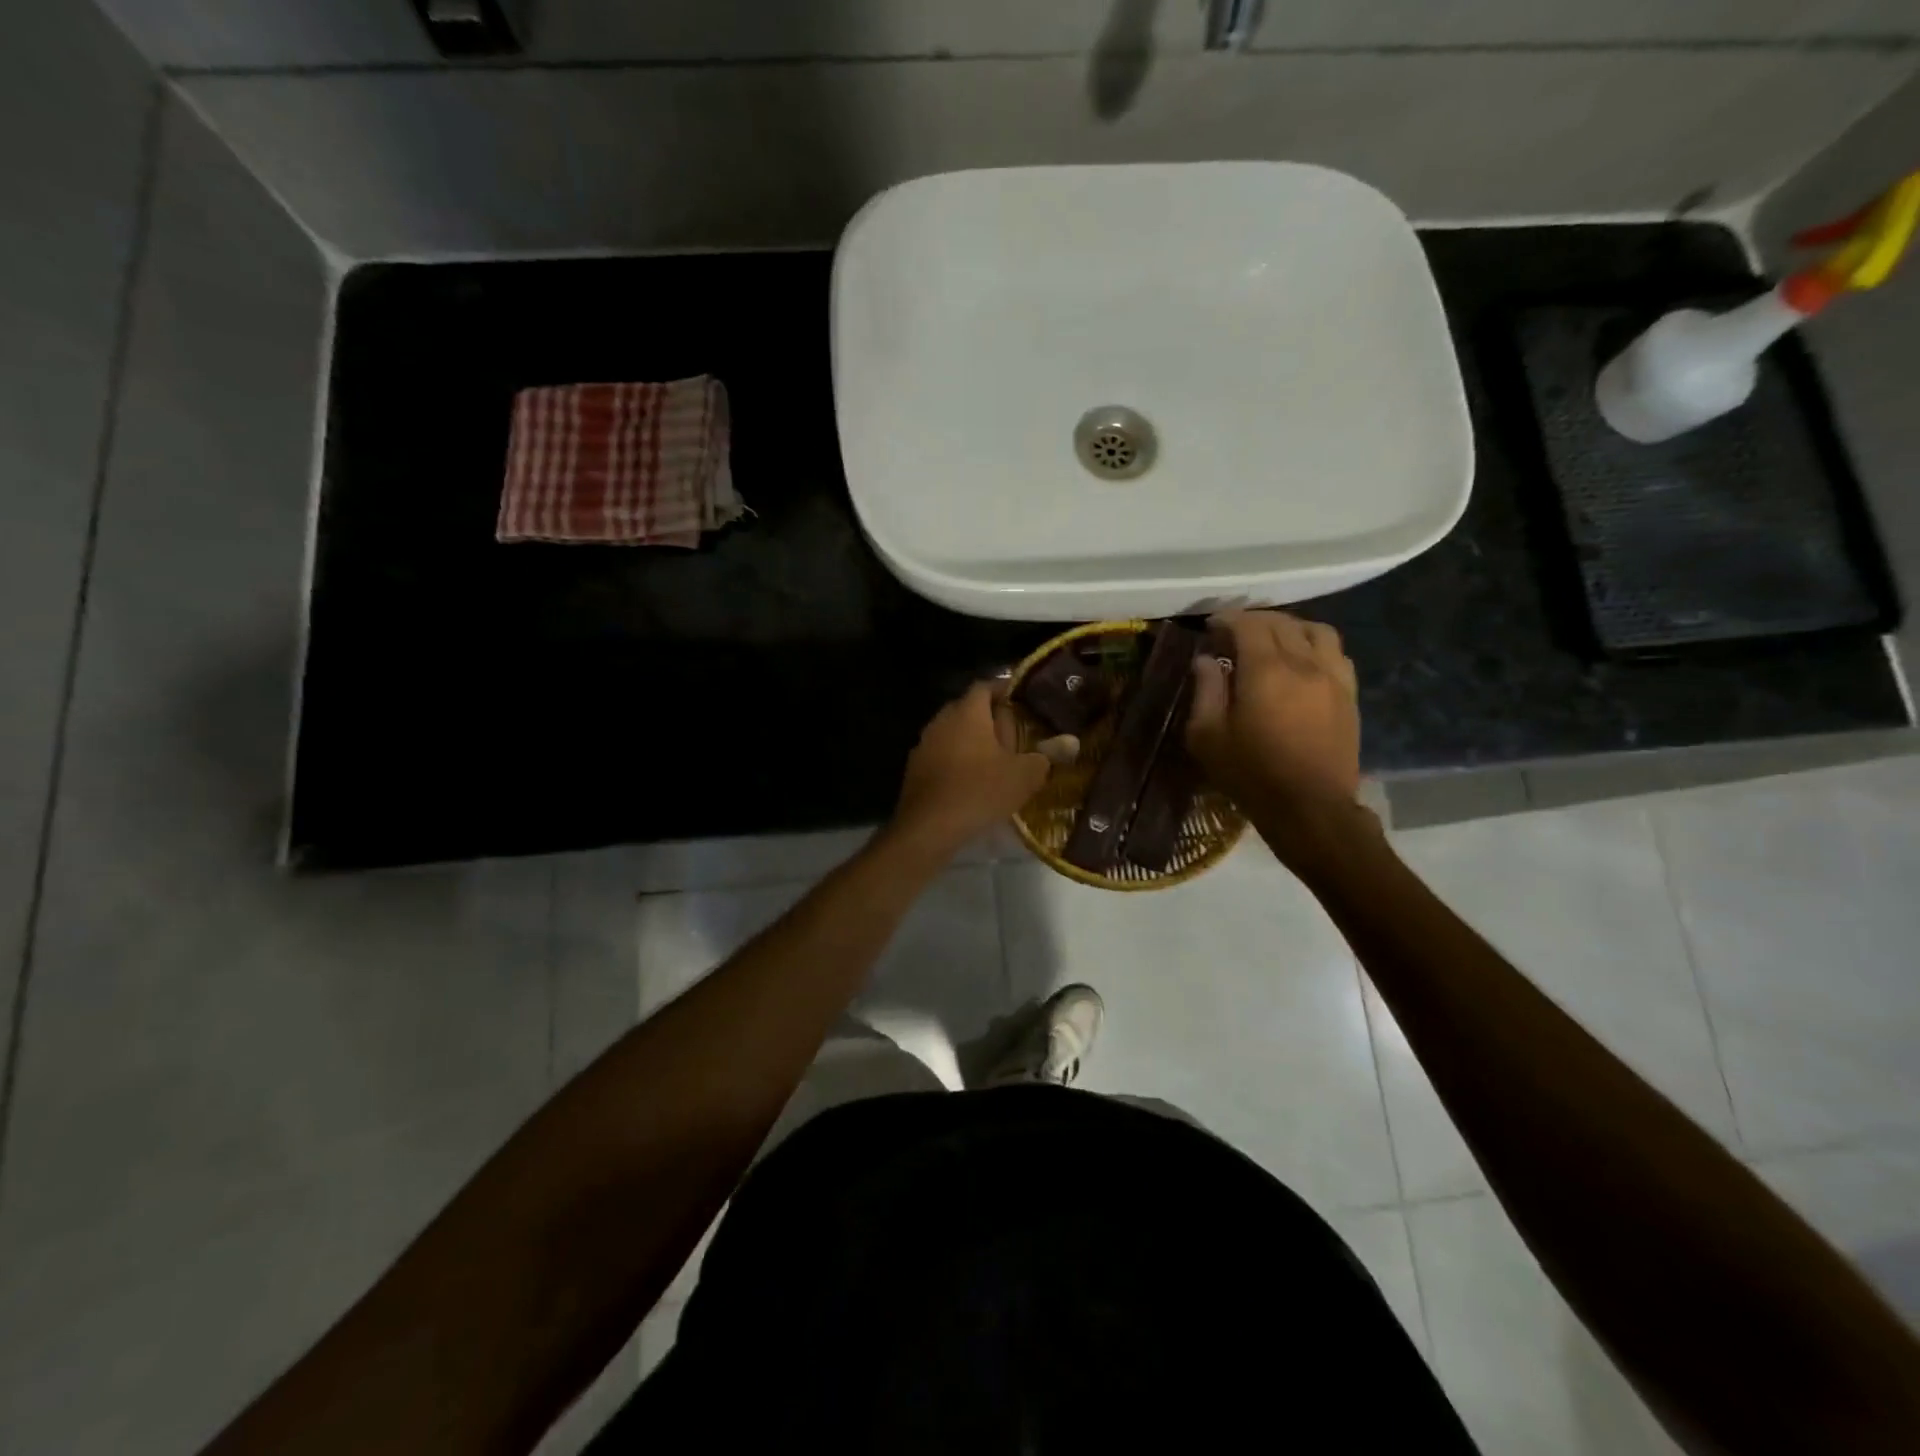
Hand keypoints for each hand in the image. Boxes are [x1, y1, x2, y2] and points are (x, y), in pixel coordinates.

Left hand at [889, 682, 1056, 857]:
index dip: (1003, 689)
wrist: (929, 826)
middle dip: (989, 718)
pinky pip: (941, 755)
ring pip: (953, 733)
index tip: (1022, 700)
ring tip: (995, 759)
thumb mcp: (1024, 775)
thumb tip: (1069, 743)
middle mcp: (941, 720)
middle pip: (967, 709)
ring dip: (972, 741)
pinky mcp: (915, 769)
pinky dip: (957, 761)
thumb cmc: (980, 790)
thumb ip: (1047, 756)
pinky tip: (971, 781)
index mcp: (967, 712)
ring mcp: (924, 744)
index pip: (985, 686)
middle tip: (1013, 733)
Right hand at [1186, 610, 1362, 828]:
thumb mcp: (1207, 736)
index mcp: (1266, 670)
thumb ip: (1205, 691)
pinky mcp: (1349, 695)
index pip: (1248, 625)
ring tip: (1272, 641)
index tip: (1211, 626)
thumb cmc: (1251, 773)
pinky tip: (1302, 662)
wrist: (1310, 808)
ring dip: (1290, 627)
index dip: (1227, 619)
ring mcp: (1333, 677)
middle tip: (1233, 634)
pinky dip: (1315, 646)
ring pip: (1316, 631)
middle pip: (1282, 623)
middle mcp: (1304, 663)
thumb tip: (1205, 660)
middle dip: (1255, 621)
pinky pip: (1336, 653)